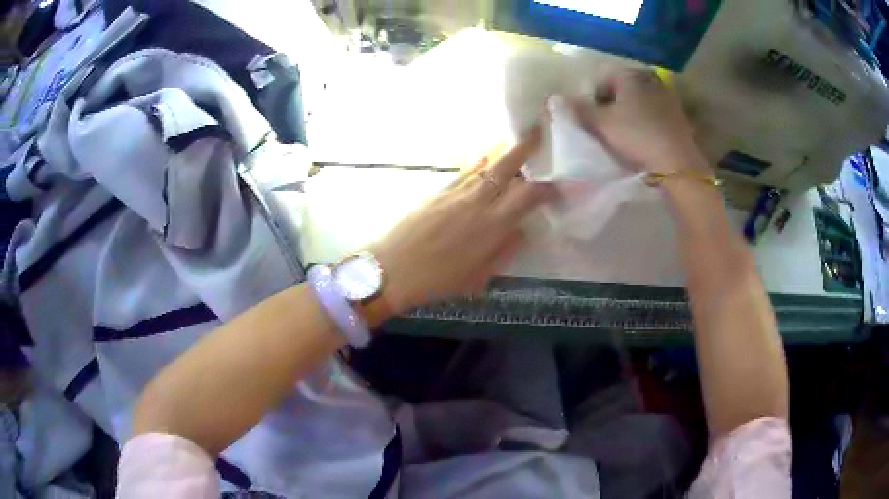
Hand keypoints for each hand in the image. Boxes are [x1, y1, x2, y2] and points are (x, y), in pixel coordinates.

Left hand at [372, 127, 551, 313]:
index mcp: (492, 225)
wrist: (392, 269)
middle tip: (538, 130)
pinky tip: (485, 160)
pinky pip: (465, 171)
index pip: (529, 196)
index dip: (548, 187)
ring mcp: (456, 193)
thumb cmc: (438, 281)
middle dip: (526, 147)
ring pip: (486, 165)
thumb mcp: (478, 276)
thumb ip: (504, 251)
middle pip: (506, 167)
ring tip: (516, 142)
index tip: (560, 183)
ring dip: (503, 152)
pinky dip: (479, 164)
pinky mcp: (438, 191)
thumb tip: (522, 231)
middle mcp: (478, 202)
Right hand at [573, 69, 709, 174]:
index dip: (591, 98)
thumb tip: (556, 99)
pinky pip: (655, 114)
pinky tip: (645, 139)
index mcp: (628, 74)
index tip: (590, 119)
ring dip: (630, 114)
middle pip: (621, 89)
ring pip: (639, 101)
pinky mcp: (679, 115)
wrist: (677, 163)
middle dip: (612, 105)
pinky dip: (647, 122)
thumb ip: (578, 110)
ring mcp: (667, 96)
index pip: (601, 79)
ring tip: (625, 135)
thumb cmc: (636, 136)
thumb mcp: (600, 124)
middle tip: (606, 127)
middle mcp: (648, 79)